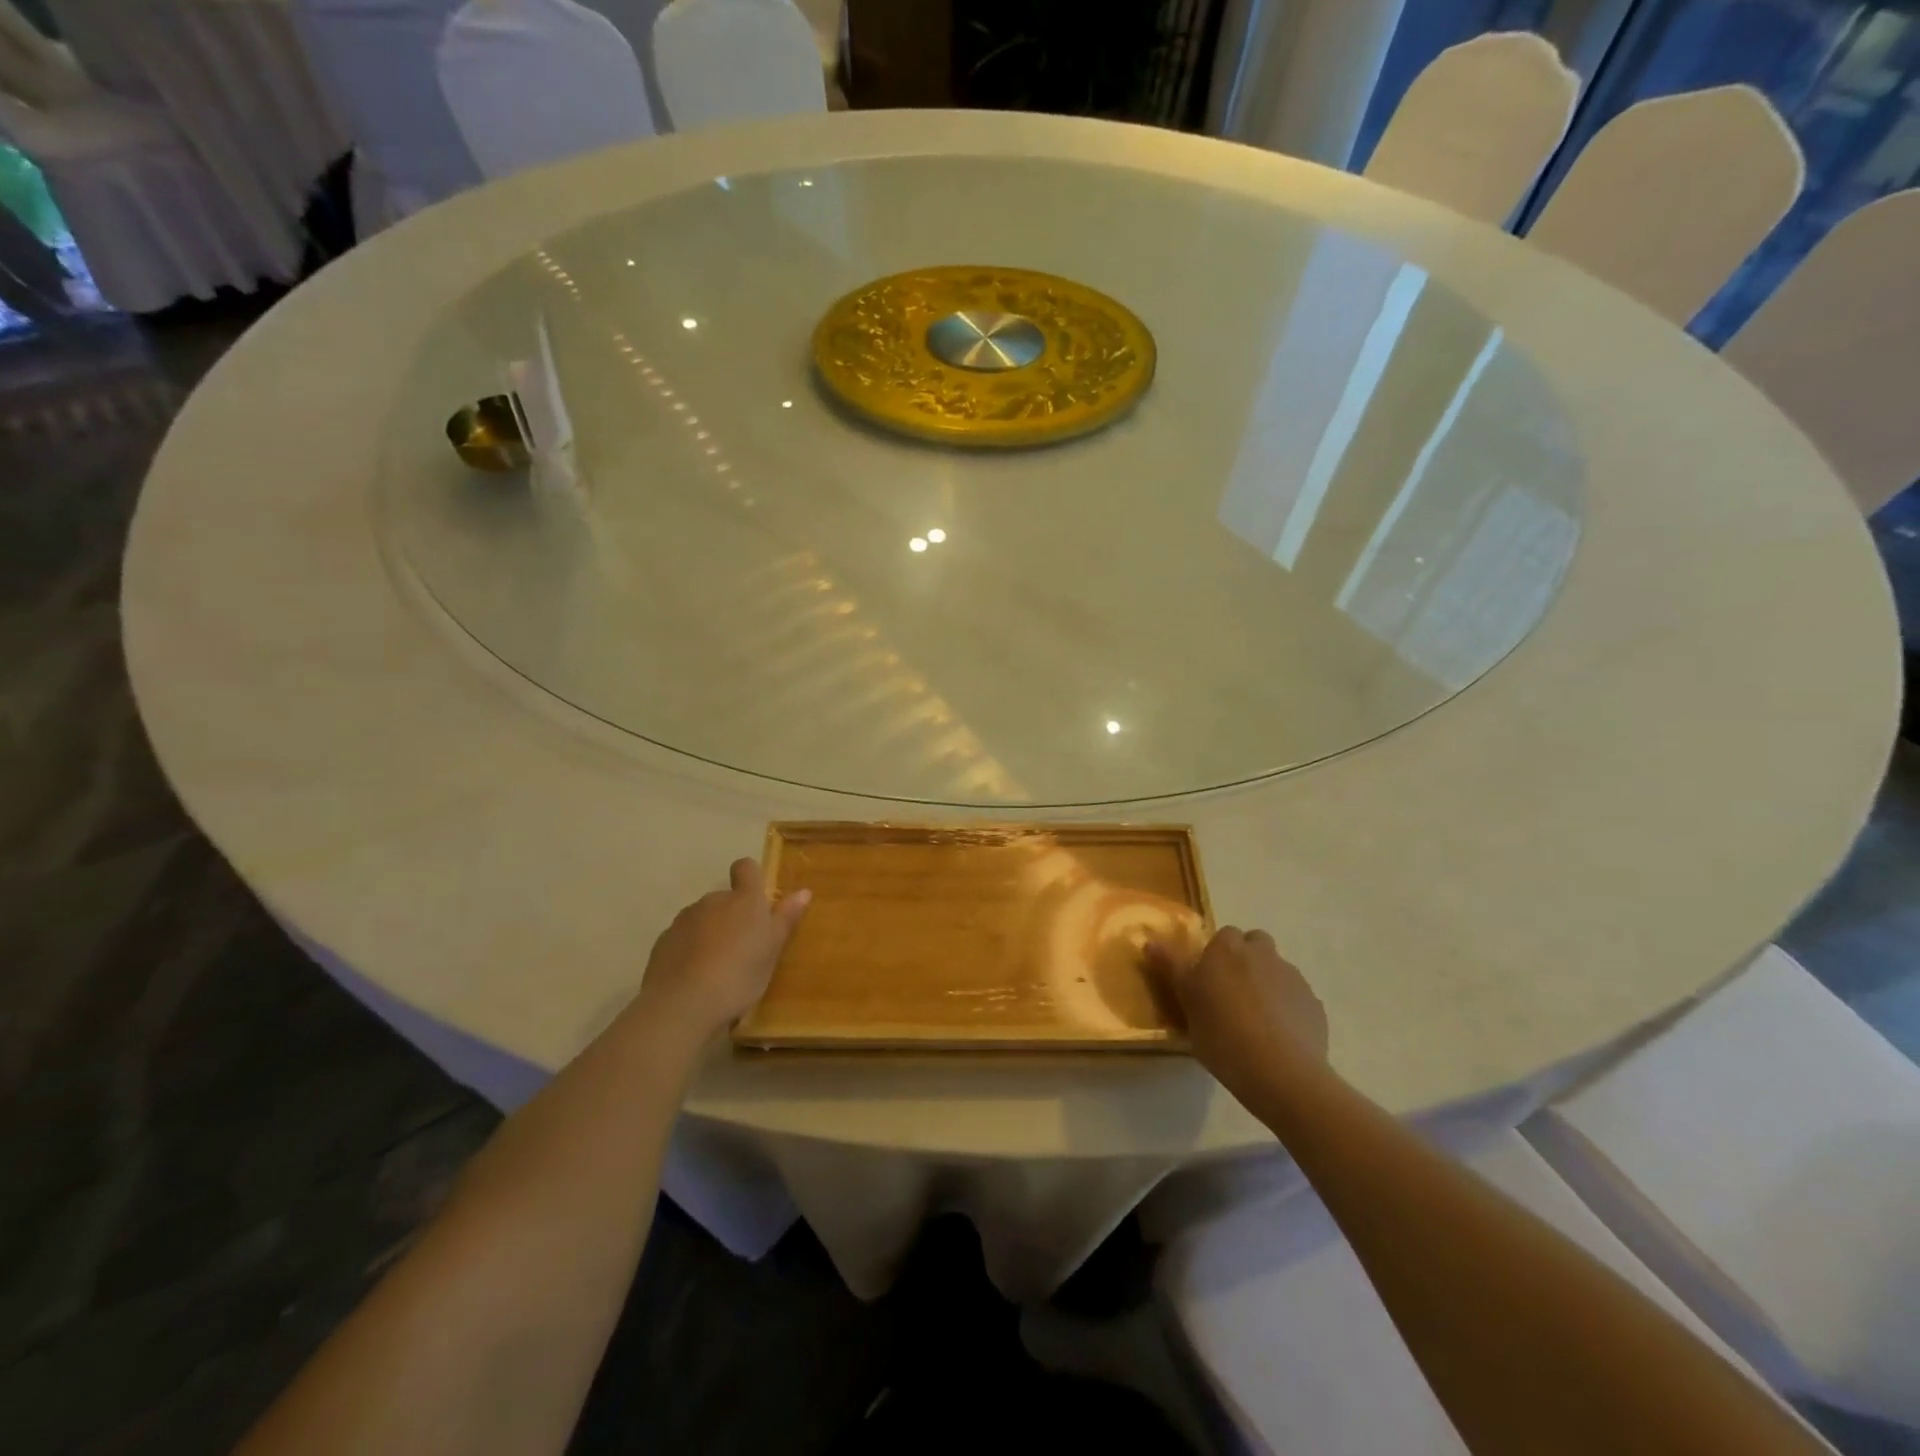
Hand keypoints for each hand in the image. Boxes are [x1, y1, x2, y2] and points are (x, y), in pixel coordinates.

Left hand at [633, 859, 810, 1038]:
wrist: (683, 1004)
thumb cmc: (740, 975)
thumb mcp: (772, 950)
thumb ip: (786, 919)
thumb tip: (803, 892)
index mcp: (744, 900)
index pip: (746, 868)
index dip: (751, 877)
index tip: (757, 901)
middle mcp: (712, 901)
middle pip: (725, 898)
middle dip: (733, 916)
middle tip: (744, 949)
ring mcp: (684, 920)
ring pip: (703, 919)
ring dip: (711, 933)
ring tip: (718, 968)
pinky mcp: (663, 941)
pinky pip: (683, 938)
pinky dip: (690, 950)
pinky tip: (695, 978)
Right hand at [1149, 927, 1328, 1099]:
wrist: (1282, 1073)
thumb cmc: (1222, 1034)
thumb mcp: (1186, 1002)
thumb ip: (1171, 967)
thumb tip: (1150, 941)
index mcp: (1228, 949)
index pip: (1224, 935)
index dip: (1216, 954)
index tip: (1208, 980)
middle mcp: (1263, 954)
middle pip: (1255, 944)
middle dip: (1246, 960)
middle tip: (1231, 993)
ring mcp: (1293, 979)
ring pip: (1277, 970)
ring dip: (1266, 983)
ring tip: (1255, 1020)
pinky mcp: (1314, 1006)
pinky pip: (1296, 998)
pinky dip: (1287, 1009)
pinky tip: (1278, 1038)